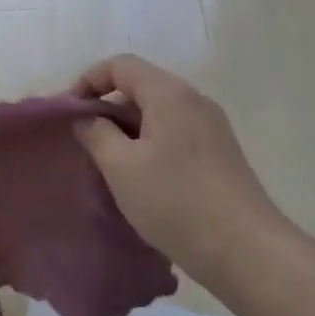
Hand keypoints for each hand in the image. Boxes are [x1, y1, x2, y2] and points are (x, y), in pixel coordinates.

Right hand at [72, 55, 283, 286]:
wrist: (245, 250)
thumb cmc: (175, 201)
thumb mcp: (121, 167)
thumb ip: (96, 133)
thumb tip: (87, 118)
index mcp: (169, 94)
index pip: (121, 65)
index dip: (89, 80)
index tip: (69, 113)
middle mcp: (194, 100)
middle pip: (141, 86)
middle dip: (107, 107)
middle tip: (84, 141)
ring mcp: (212, 127)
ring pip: (158, 112)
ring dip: (128, 129)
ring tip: (107, 163)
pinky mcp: (220, 153)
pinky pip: (175, 133)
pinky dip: (150, 143)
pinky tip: (140, 178)